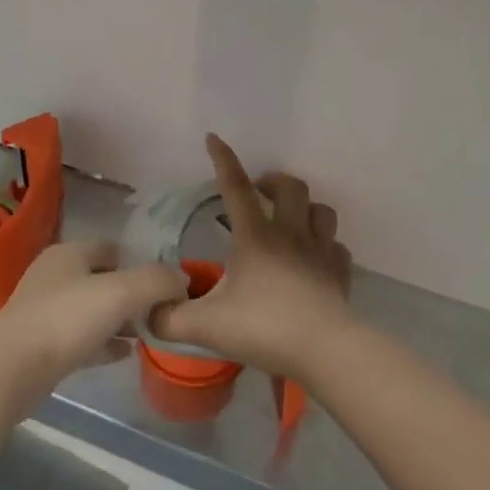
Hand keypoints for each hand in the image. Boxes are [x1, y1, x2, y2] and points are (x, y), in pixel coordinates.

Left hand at [0, 240, 187, 402]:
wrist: (11, 369)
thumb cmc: (67, 319)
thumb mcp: (121, 292)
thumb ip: (155, 281)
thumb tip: (182, 279)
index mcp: (69, 253)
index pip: (110, 247)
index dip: (138, 261)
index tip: (164, 283)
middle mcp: (55, 275)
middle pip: (101, 278)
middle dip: (130, 293)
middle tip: (159, 311)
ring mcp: (44, 311)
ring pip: (91, 309)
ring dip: (118, 319)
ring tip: (147, 333)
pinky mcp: (40, 345)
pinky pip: (81, 338)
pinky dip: (103, 342)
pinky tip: (124, 355)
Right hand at [150, 134, 352, 378]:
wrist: (326, 351)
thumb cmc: (264, 328)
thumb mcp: (206, 326)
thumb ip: (170, 318)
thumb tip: (148, 311)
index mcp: (256, 236)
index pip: (236, 187)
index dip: (224, 160)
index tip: (214, 138)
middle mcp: (290, 234)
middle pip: (291, 187)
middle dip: (274, 182)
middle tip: (259, 194)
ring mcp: (320, 252)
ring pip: (321, 210)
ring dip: (306, 208)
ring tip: (291, 220)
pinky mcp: (340, 274)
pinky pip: (338, 248)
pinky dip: (327, 246)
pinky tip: (316, 259)